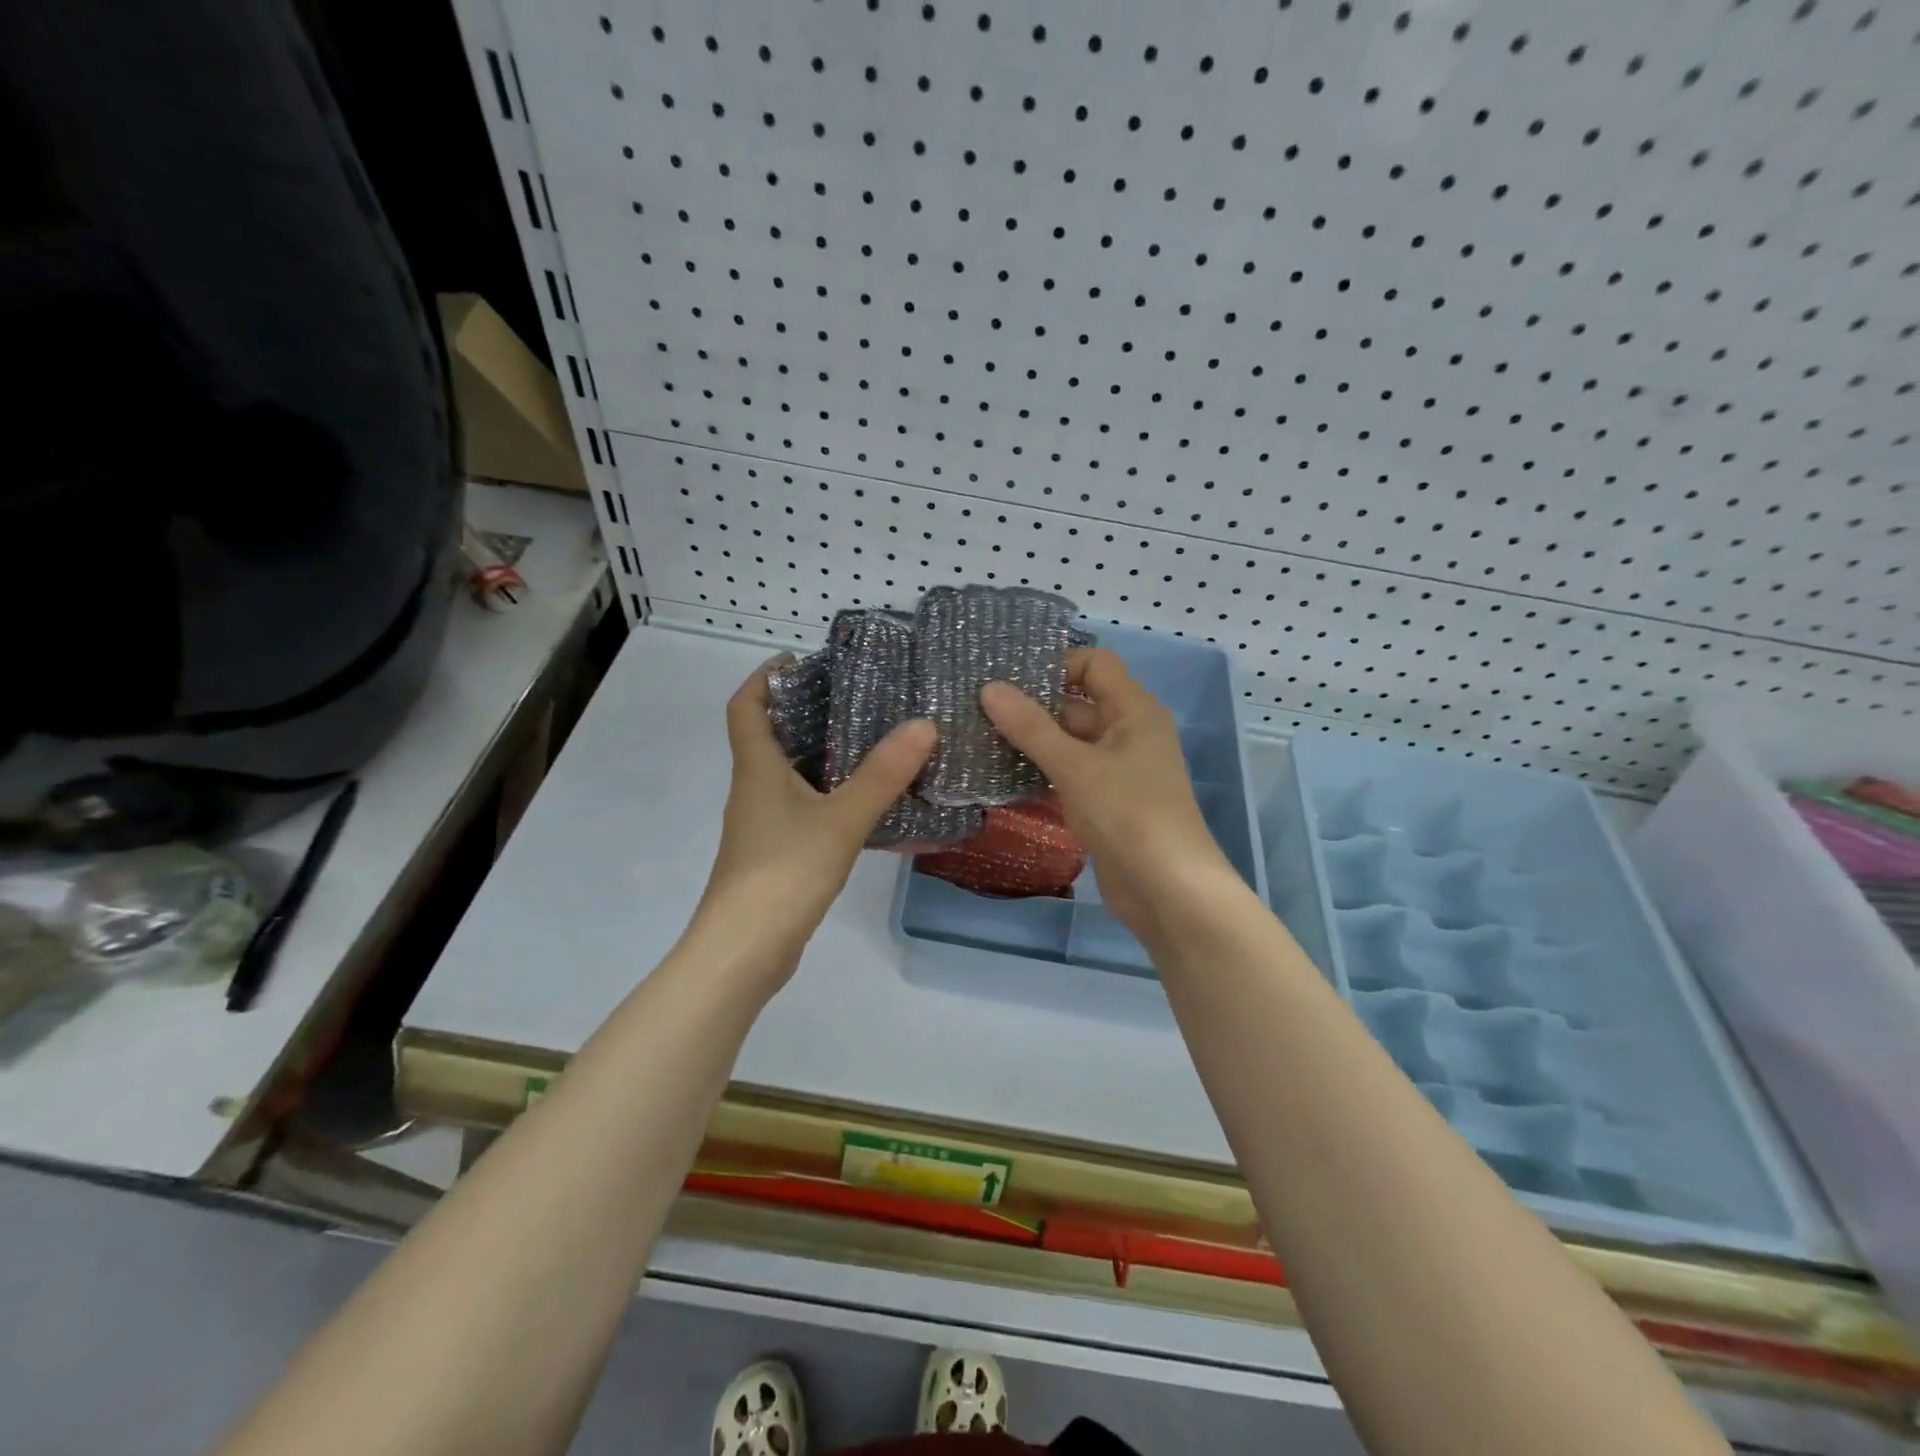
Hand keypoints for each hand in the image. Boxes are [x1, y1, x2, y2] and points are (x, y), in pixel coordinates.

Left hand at [696, 658, 936, 968]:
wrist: (743, 953)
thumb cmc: (782, 874)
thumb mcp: (840, 820)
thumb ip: (881, 775)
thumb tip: (923, 724)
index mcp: (757, 769)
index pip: (746, 706)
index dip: (766, 676)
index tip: (802, 659)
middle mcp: (754, 789)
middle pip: (771, 736)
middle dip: (807, 711)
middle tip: (859, 697)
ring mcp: (763, 825)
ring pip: (791, 775)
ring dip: (823, 754)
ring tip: (874, 742)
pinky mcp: (776, 854)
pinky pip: (804, 808)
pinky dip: (830, 795)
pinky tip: (867, 802)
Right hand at [981, 649, 1241, 937]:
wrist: (1168, 891)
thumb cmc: (1128, 815)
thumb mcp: (1075, 766)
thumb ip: (1031, 727)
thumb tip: (989, 688)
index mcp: (1133, 711)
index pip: (1094, 664)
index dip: (1055, 665)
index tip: (1009, 681)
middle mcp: (1128, 732)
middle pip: (1077, 703)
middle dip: (1032, 706)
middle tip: (978, 711)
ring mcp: (1117, 770)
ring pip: (1069, 742)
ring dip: (1032, 742)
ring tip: (980, 739)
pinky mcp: (1106, 802)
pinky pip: (1070, 774)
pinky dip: (1041, 772)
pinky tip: (1002, 777)